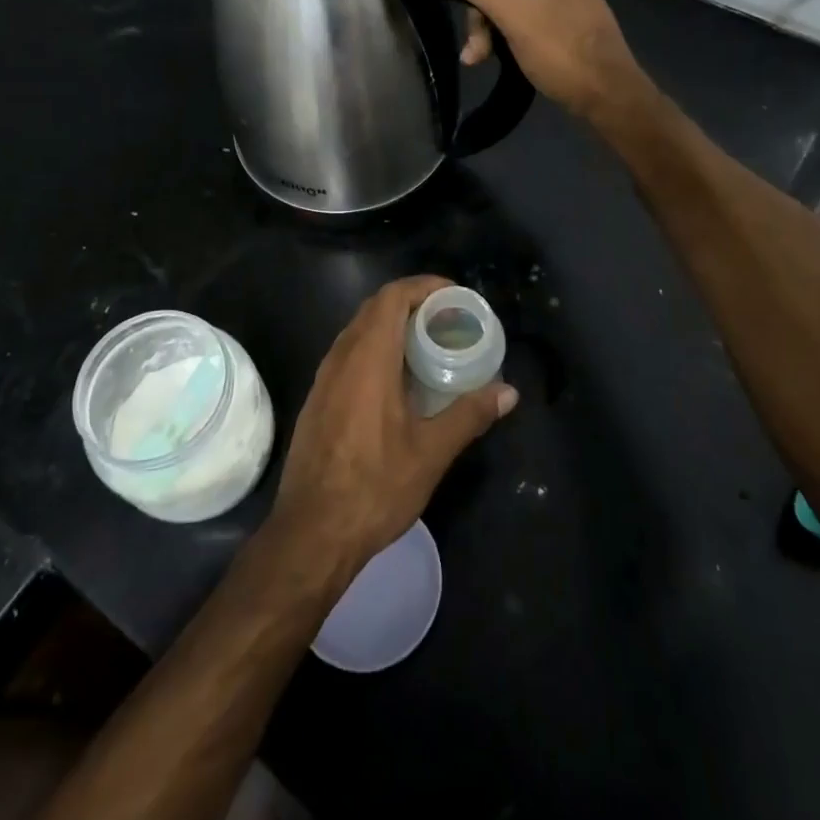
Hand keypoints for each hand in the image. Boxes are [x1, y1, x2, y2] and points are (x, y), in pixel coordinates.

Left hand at [270, 276, 516, 572]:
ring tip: (427, 343)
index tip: (454, 295)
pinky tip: (397, 379)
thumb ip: (469, 414)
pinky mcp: (317, 399)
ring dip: (392, 325)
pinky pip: (348, 354)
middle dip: (412, 303)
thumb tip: (509, 392)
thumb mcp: (431, 452)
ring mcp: (324, 378)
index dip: (423, 286)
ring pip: (359, 330)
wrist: (311, 533)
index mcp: (368, 358)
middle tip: (448, 318)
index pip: (392, 296)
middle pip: (375, 308)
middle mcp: (341, 357)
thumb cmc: (374, 487)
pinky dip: (375, 348)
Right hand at [419, 0, 652, 125]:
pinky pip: (529, 25)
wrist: (611, 101)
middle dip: (483, 18)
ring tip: (480, 61)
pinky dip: (511, 41)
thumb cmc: (564, 54)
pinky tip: (501, 60)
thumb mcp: (514, 16)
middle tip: (476, 54)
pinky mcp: (568, 29)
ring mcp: (568, 4)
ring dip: (493, 34)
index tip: (469, 25)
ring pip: (513, 8)